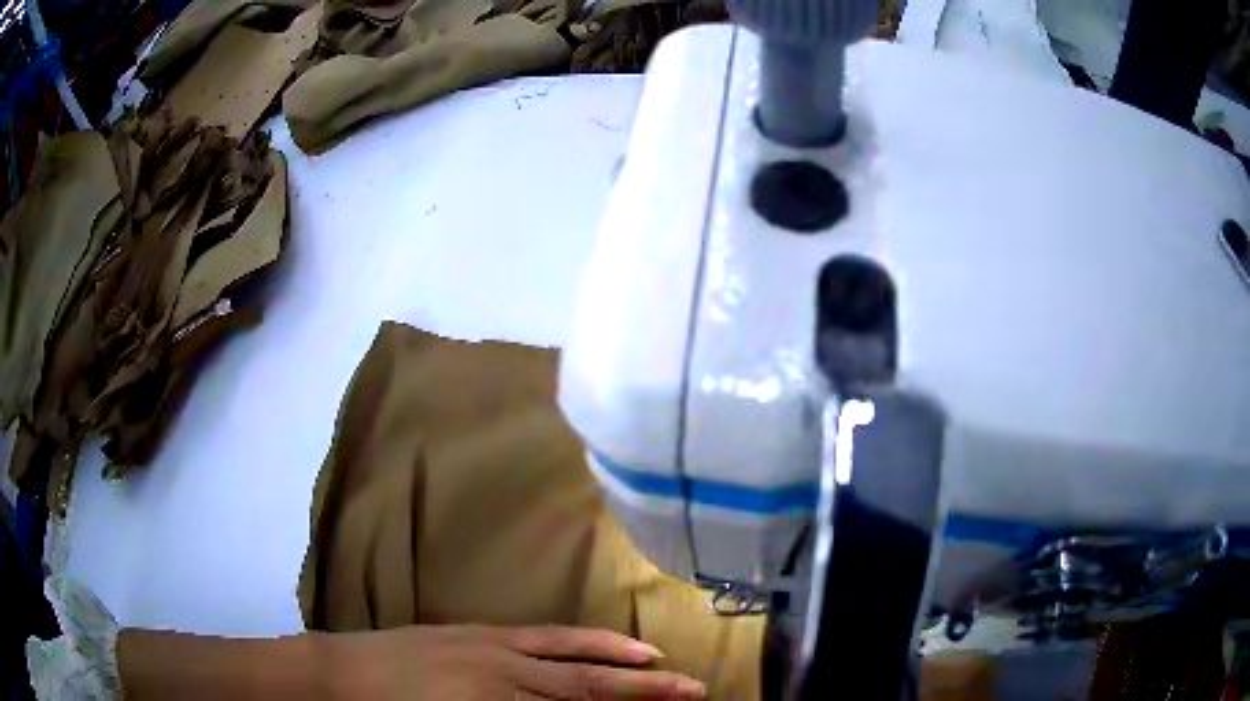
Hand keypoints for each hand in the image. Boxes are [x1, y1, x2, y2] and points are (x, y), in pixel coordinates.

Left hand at [328, 625, 708, 699]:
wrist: (341, 675)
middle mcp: (506, 674)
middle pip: (587, 686)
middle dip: (644, 691)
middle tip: (693, 690)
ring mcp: (493, 647)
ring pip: (570, 655)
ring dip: (620, 661)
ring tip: (662, 665)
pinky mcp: (480, 632)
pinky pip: (542, 635)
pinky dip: (581, 639)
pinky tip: (599, 641)